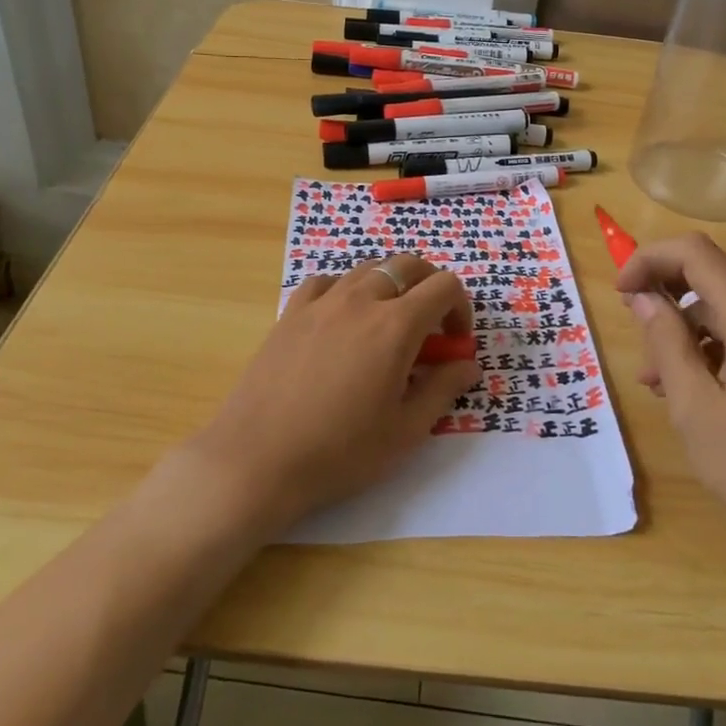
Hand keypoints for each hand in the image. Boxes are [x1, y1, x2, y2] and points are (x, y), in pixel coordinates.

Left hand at [180, 255, 478, 533]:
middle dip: (430, 287)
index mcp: (395, 325)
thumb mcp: (406, 430)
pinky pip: (327, 282)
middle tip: (430, 326)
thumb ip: (443, 389)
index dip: (460, 308)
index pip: (444, 286)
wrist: (257, 460)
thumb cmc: (340, 451)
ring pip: (368, 269)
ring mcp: (321, 302)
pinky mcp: (290, 313)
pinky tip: (341, 321)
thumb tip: (468, 365)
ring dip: (390, 286)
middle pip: (408, 265)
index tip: (454, 343)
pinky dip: (346, 291)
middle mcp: (360, 300)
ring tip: (387, 325)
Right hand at [616, 233, 725, 557]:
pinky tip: (683, 384)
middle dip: (664, 286)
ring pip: (724, 302)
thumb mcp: (693, 406)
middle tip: (632, 322)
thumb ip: (665, 341)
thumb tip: (642, 296)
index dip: (651, 260)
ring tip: (653, 375)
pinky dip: (705, 343)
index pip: (698, 254)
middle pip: (713, 270)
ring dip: (682, 322)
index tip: (621, 293)